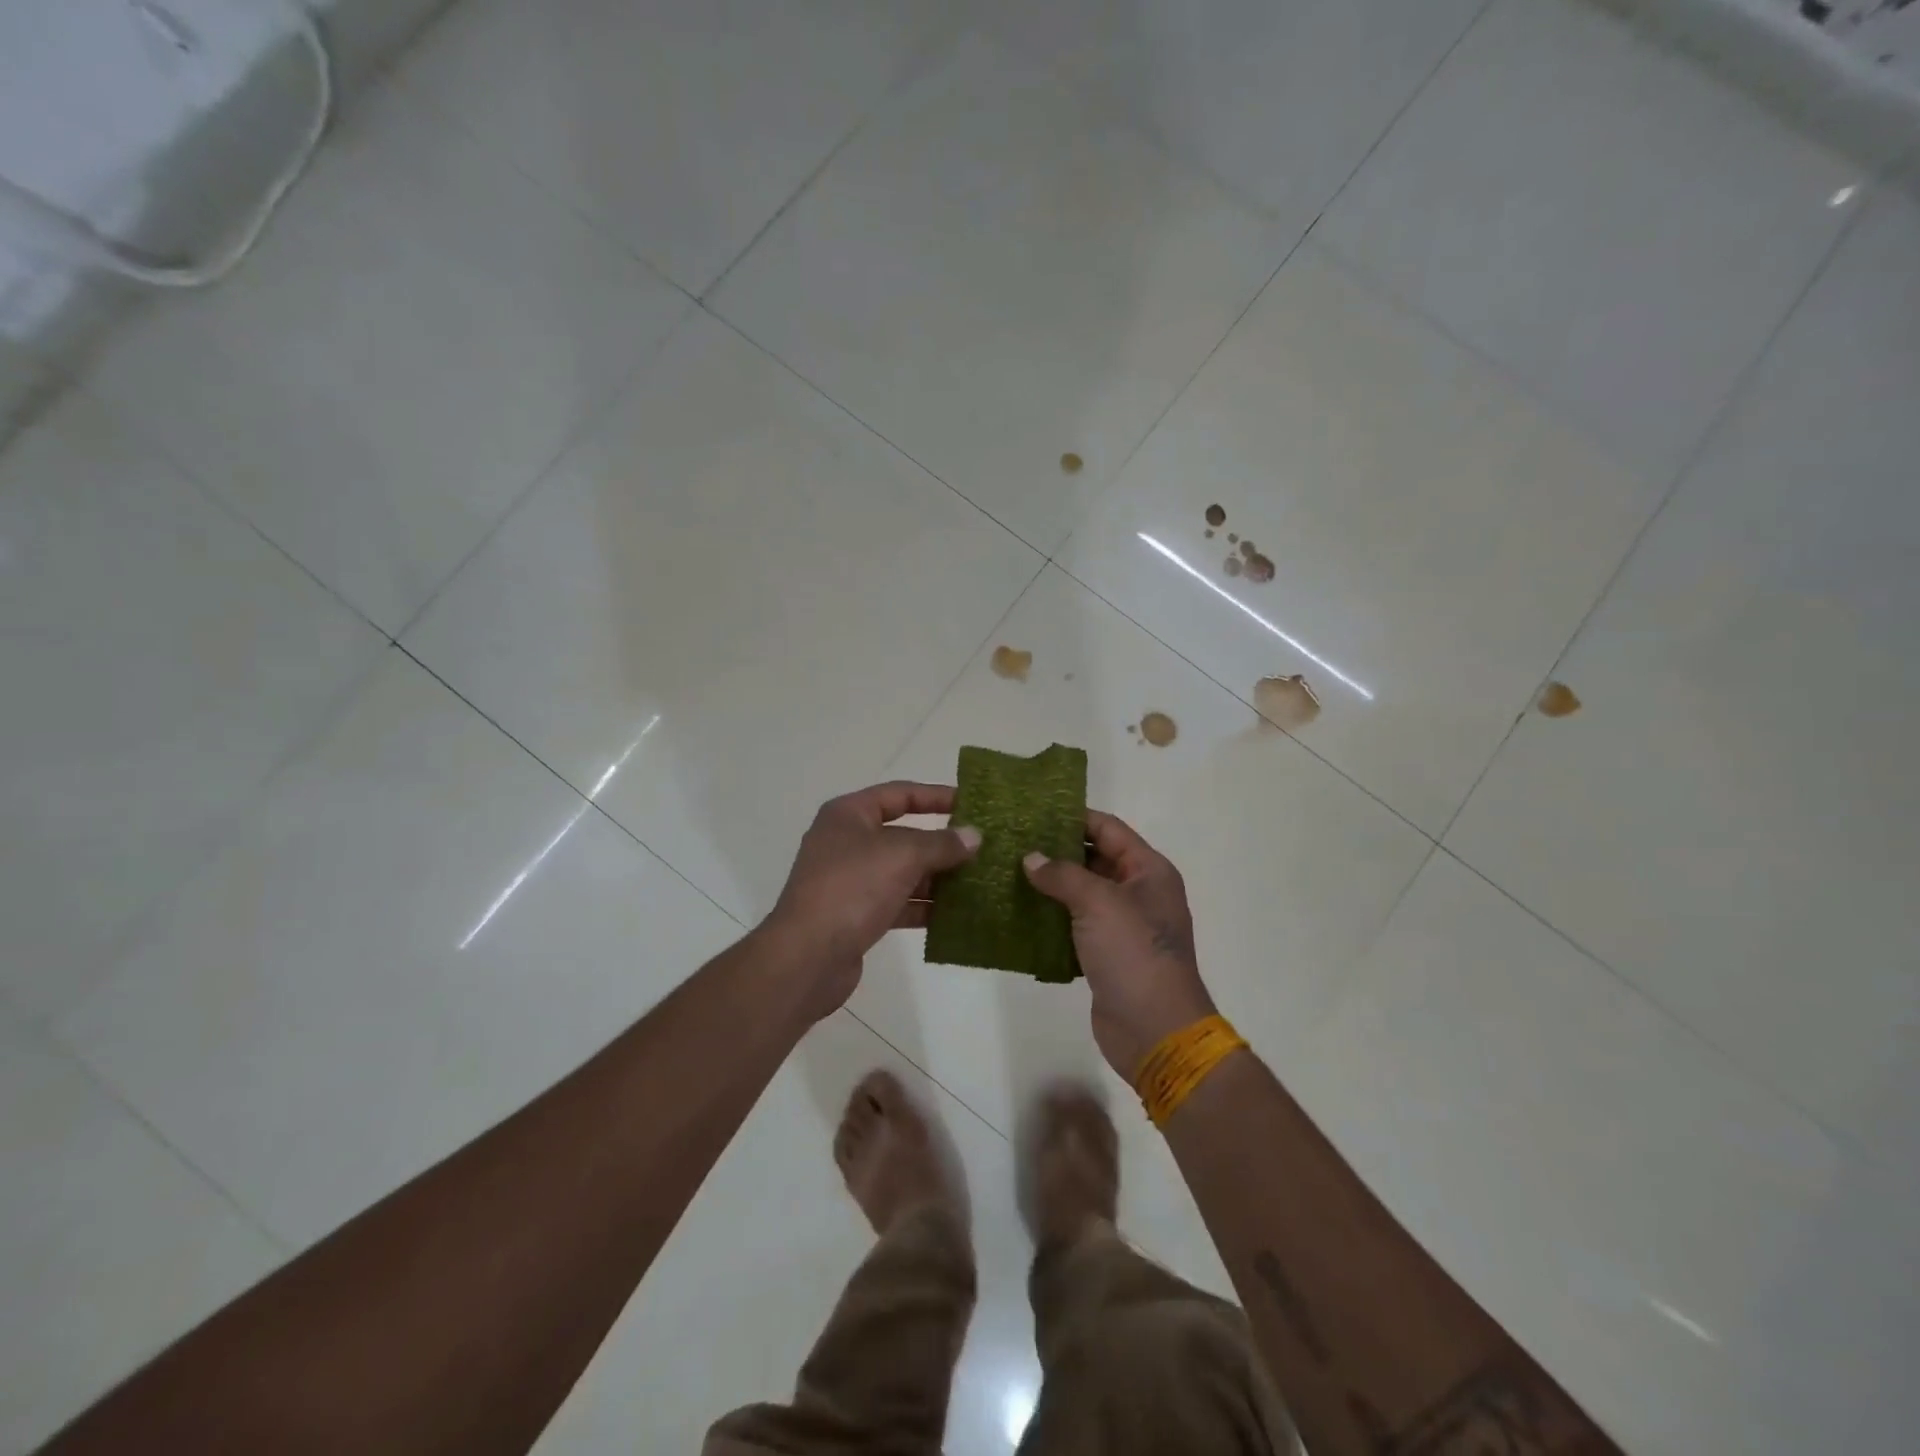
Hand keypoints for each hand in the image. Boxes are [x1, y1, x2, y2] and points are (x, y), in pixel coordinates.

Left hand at [763, 781, 980, 1019]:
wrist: (806, 957)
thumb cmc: (852, 889)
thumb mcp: (902, 856)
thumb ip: (942, 844)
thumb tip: (974, 836)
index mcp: (849, 815)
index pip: (899, 794)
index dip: (936, 796)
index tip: (972, 803)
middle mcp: (847, 842)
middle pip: (904, 834)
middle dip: (942, 843)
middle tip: (983, 848)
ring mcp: (851, 881)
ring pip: (903, 872)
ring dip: (938, 877)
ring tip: (979, 882)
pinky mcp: (857, 915)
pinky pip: (898, 903)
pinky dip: (924, 906)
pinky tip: (957, 915)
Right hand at [1022, 810, 1216, 1079]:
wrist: (1155, 1030)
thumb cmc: (1134, 954)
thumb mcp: (1099, 903)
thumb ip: (1063, 875)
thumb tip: (1031, 859)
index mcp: (1148, 871)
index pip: (1108, 829)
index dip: (1073, 817)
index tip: (1034, 810)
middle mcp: (1138, 892)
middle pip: (1094, 859)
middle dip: (1056, 851)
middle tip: (1012, 840)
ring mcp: (1122, 925)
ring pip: (1081, 893)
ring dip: (1050, 885)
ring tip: (1007, 871)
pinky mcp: (1105, 954)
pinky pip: (1074, 925)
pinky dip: (1051, 918)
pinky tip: (1018, 911)